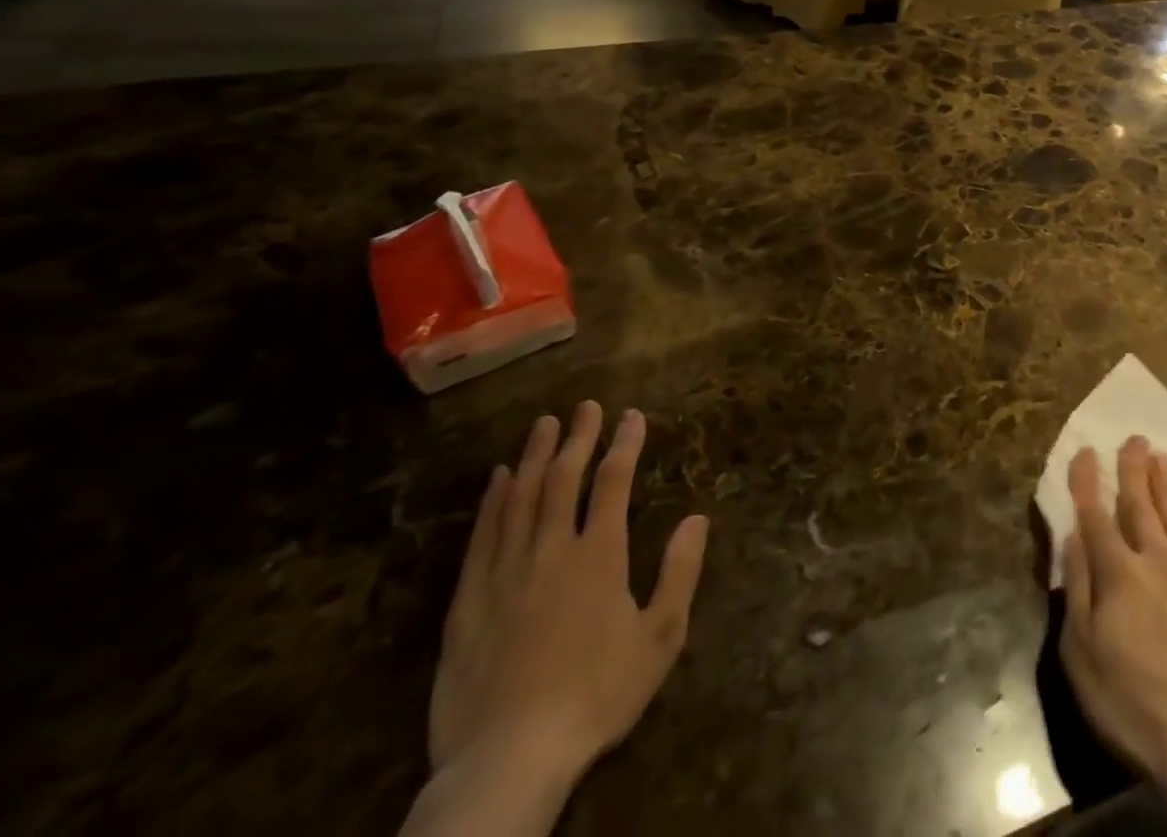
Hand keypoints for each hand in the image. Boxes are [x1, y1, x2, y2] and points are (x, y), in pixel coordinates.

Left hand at [428, 402, 708, 791]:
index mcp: (599, 556)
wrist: (508, 761)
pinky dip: (492, 500)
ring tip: (544, 424)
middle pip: (563, 478)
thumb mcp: (659, 639)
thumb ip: (680, 573)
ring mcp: (505, 573)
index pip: (613, 482)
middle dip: (578, 437)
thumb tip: (698, 517)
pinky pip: (482, 536)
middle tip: (586, 405)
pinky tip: (498, 478)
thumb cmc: (596, 697)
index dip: (624, 443)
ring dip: (534, 456)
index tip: (631, 415)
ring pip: (520, 497)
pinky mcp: (468, 601)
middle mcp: (551, 550)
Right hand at [1059, 437, 1166, 790]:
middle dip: (1133, 469)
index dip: (1087, 481)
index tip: (1085, 450)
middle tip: (1134, 438)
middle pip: (1141, 505)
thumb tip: (1072, 537)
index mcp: (1118, 573)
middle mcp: (1156, 562)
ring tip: (1161, 458)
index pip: (1096, 514)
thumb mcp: (1081, 652)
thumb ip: (1077, 588)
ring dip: (1166, 485)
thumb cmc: (1130, 702)